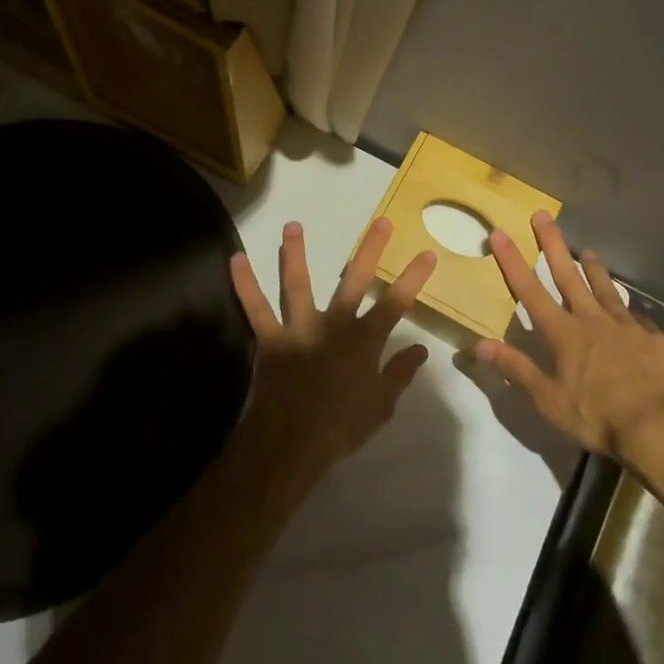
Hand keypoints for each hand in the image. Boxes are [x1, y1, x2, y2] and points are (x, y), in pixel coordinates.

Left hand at [230, 218, 434, 488]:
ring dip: (295, 253)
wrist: (292, 443)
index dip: (413, 277)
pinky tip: (236, 259)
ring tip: (292, 225)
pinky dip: (244, 284)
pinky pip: (255, 308)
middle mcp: (334, 325)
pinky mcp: (271, 338)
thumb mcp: (381, 406)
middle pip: (356, 281)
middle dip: (370, 250)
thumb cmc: (341, 427)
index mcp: (364, 341)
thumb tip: (421, 349)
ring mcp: (300, 328)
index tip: (428, 253)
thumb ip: (400, 373)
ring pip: (298, 284)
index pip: (396, 303)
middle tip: (380, 220)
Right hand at [477, 211, 663, 467]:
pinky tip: (631, 309)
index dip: (512, 261)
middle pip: (568, 274)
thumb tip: (479, 344)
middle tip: (543, 215)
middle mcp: (592, 319)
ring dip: (594, 268)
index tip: (500, 233)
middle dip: (553, 244)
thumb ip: (516, 369)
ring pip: (605, 288)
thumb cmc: (597, 416)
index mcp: (564, 333)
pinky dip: (628, 309)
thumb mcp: (549, 401)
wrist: (659, 427)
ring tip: (589, 251)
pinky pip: (636, 317)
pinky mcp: (652, 338)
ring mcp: (625, 325)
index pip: (530, 290)